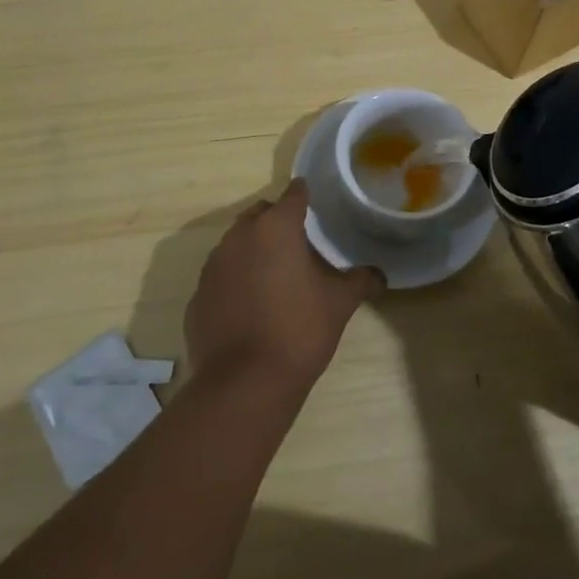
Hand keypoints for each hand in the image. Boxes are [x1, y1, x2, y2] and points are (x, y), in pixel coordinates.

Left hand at [184, 180, 382, 391]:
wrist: (244, 384)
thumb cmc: (298, 330)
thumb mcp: (339, 304)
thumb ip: (360, 281)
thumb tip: (380, 275)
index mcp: (276, 228)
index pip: (293, 195)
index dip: (304, 194)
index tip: (313, 200)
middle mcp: (240, 237)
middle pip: (260, 214)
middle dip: (276, 221)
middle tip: (297, 242)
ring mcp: (213, 266)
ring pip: (236, 243)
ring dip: (253, 250)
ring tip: (273, 275)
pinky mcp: (197, 296)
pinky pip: (220, 277)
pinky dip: (234, 281)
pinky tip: (249, 306)